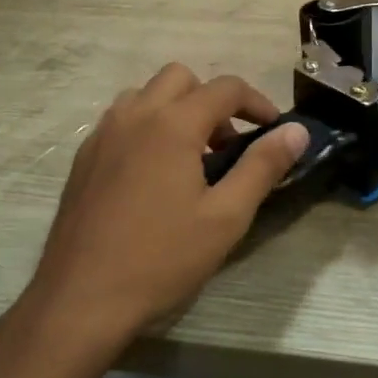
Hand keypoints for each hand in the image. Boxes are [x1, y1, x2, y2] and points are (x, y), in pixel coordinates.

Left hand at [19, 64, 308, 347]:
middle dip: (212, 100)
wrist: (80, 299)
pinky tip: (153, 175)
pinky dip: (147, 126)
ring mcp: (103, 134)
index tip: (273, 129)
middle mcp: (135, 115)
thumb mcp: (226, 216)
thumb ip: (263, 166)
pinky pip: (122, 119)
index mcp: (173, 123)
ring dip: (176, 109)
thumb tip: (297, 130)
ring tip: (190, 157)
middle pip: (181, 77)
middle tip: (226, 145)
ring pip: (146, 95)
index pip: (225, 88)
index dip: (257, 102)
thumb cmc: (161, 258)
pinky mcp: (83, 157)